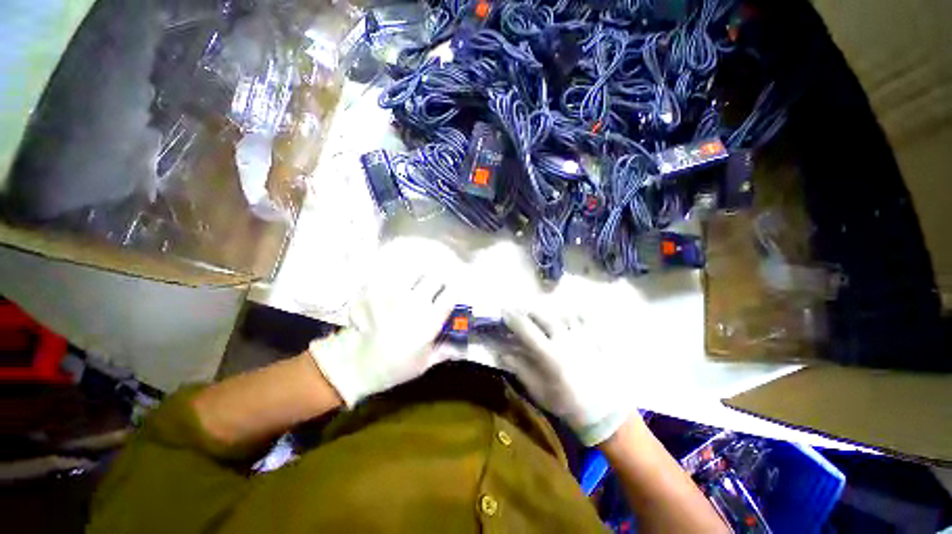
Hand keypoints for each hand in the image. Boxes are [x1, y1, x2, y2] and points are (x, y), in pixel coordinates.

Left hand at [309, 239, 458, 406]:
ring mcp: (394, 294)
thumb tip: (463, 346)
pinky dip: (396, 279)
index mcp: (430, 321)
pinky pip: (391, 277)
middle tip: (433, 288)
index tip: (450, 294)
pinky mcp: (376, 291)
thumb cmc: (394, 368)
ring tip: (414, 284)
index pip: (450, 295)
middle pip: (434, 279)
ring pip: (414, 273)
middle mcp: (415, 303)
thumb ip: (445, 350)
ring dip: (418, 278)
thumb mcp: (424, 363)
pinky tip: (394, 290)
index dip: (453, 292)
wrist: (355, 366)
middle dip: (437, 283)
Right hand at [501, 305, 631, 445]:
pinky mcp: (595, 339)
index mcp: (549, 354)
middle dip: (527, 311)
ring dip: (548, 311)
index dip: (512, 318)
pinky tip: (568, 315)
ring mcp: (581, 337)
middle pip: (542, 316)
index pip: (526, 329)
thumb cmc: (567, 403)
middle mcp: (564, 340)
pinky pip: (583, 318)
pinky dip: (573, 314)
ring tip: (541, 313)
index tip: (503, 312)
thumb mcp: (539, 391)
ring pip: (561, 313)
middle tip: (520, 312)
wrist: (603, 412)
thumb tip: (503, 353)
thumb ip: (521, 369)